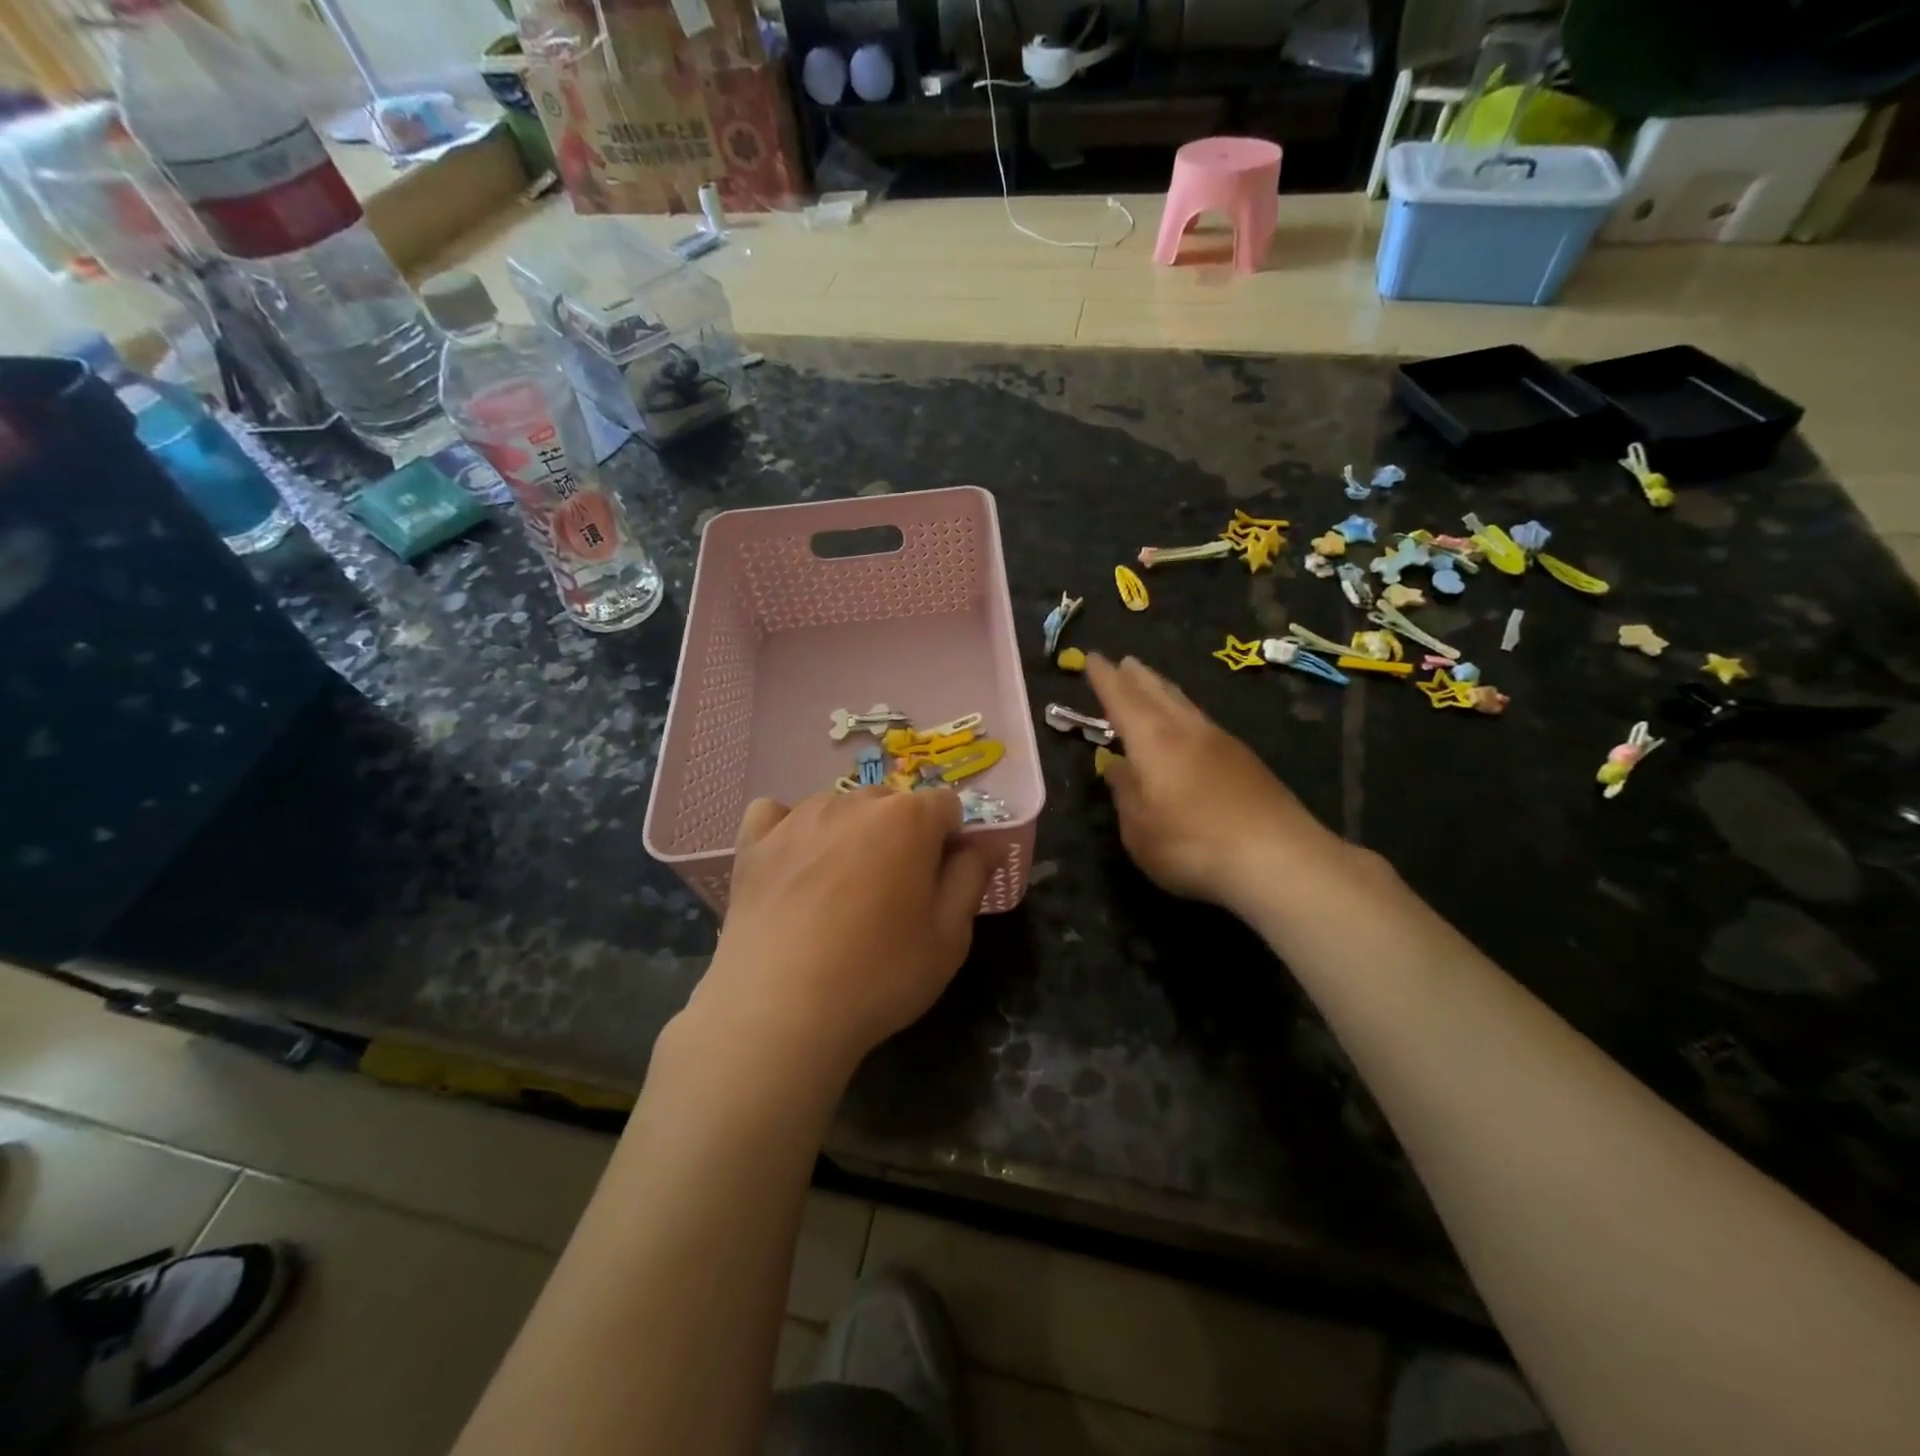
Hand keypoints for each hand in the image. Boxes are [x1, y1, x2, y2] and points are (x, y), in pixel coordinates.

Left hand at [691, 787, 987, 1078]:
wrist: (778, 1009)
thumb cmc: (879, 974)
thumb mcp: (949, 937)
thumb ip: (972, 877)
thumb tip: (986, 843)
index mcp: (908, 818)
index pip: (946, 806)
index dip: (950, 841)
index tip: (940, 883)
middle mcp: (854, 802)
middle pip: (891, 805)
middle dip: (901, 837)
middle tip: (892, 896)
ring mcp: (798, 818)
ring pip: (839, 810)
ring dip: (850, 836)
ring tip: (839, 893)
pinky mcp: (755, 842)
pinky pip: (776, 815)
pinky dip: (789, 832)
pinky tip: (792, 866)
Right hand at [1086, 653, 1338, 913]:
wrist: (1278, 858)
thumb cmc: (1192, 845)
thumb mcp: (1139, 830)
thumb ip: (1125, 794)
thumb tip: (1116, 767)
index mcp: (1153, 742)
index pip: (1121, 700)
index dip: (1105, 679)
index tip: (1092, 658)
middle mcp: (1186, 731)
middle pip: (1157, 693)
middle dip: (1136, 677)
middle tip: (1124, 661)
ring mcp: (1221, 742)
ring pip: (1184, 704)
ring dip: (1163, 689)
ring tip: (1152, 683)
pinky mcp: (1246, 760)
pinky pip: (1203, 721)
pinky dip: (1185, 712)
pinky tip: (1188, 725)